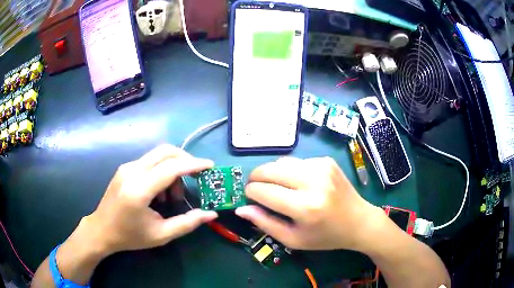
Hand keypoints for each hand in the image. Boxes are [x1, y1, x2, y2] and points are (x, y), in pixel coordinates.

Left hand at [83, 144, 217, 254]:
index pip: (171, 168)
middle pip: (165, 151)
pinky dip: (162, 170)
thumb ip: (187, 223)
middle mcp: (132, 171)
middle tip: (197, 176)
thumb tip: (211, 214)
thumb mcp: (161, 235)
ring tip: (174, 195)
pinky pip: (150, 161)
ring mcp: (127, 167)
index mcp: (139, 190)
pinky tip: (160, 191)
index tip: (210, 166)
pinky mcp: (125, 168)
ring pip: (158, 155)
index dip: (193, 164)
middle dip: (186, 160)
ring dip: (173, 168)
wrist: (101, 229)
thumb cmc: (130, 236)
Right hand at [235, 157, 382, 251]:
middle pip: (269, 169)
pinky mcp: (326, 161)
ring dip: (273, 174)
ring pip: (281, 162)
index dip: (250, 193)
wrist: (358, 221)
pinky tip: (299, 183)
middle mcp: (313, 182)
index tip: (249, 198)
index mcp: (305, 207)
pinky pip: (297, 161)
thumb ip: (265, 223)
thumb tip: (241, 208)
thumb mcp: (293, 239)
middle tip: (257, 189)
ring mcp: (321, 167)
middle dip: (255, 178)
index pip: (263, 191)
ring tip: (278, 187)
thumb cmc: (325, 236)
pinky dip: (291, 171)